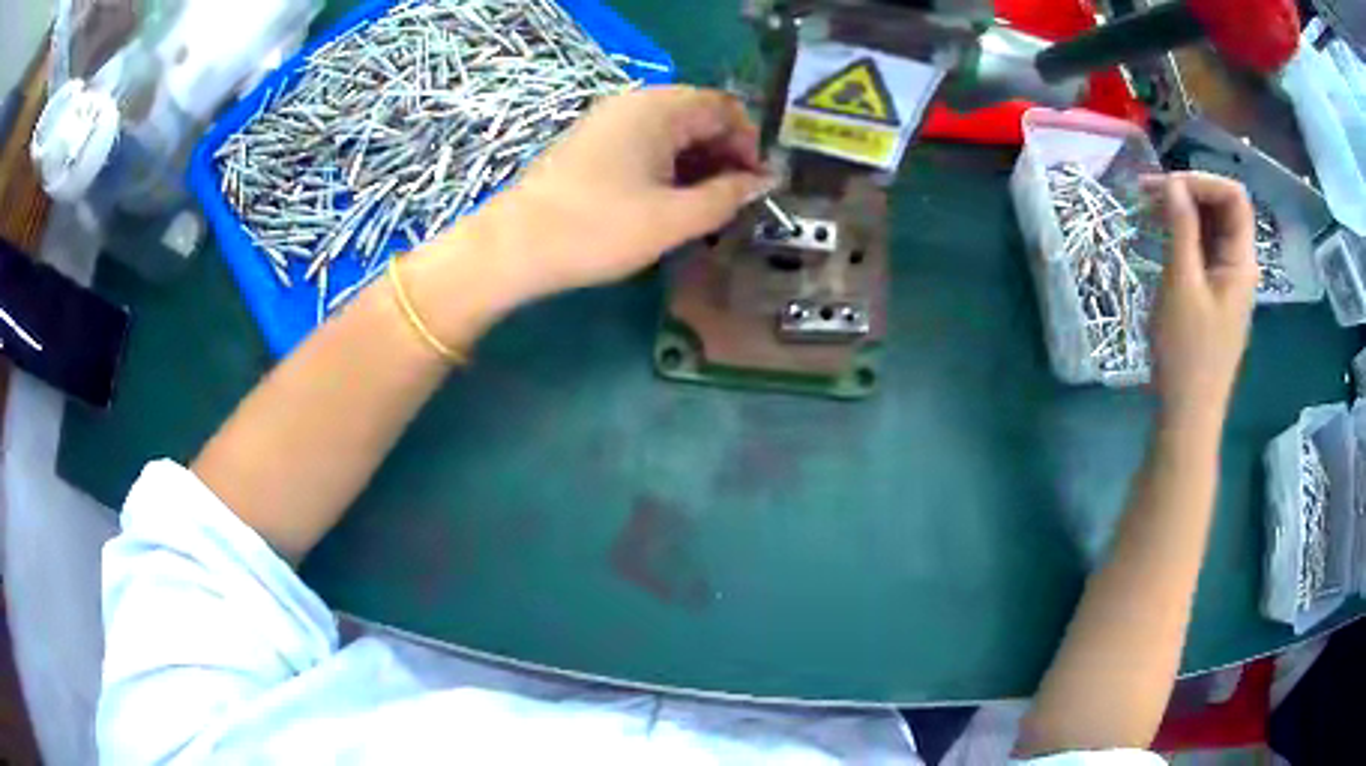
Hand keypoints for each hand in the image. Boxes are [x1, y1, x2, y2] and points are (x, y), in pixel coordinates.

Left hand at [479, 86, 771, 301]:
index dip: (749, 144)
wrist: (513, 247)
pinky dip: (668, 167)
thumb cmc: (599, 229)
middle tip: (732, 201)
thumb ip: (727, 197)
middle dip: (725, 154)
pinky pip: (645, 144)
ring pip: (671, 132)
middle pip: (699, 116)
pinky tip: (668, 202)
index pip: (725, 108)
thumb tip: (762, 182)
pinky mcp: (591, 144)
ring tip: (704, 208)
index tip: (754, 186)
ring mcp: (608, 122)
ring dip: (698, 164)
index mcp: (658, 109)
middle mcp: (634, 104)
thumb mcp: (674, 219)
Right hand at [1146, 172, 1257, 420]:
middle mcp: (1239, 265)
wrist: (1188, 414)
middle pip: (1222, 208)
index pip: (1233, 197)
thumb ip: (1181, 229)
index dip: (1202, 181)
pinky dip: (1181, 235)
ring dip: (1181, 212)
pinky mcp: (1213, 295)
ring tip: (1145, 210)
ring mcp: (1226, 281)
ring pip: (1210, 228)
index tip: (1166, 186)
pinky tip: (1158, 237)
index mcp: (1242, 262)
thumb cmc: (1187, 354)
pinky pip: (1202, 250)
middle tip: (1145, 194)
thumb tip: (1172, 183)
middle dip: (1187, 191)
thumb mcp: (1182, 285)